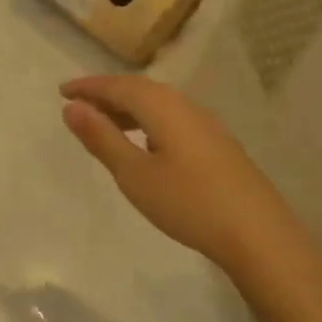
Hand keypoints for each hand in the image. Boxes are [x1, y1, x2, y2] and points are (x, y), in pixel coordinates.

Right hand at [60, 74, 316, 284]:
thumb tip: (72, 107)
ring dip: (128, 107)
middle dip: (107, 93)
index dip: (88, 87)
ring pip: (158, 103)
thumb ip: (101, 137)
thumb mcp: (134, 174)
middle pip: (139, 89)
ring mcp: (206, 124)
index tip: (62, 91)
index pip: (117, 86)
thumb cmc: (188, 203)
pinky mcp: (218, 144)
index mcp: (162, 107)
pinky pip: (172, 117)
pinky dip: (148, 120)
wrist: (259, 236)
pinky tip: (145, 142)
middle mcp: (185, 106)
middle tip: (79, 104)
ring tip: (105, 123)